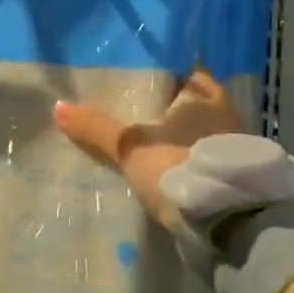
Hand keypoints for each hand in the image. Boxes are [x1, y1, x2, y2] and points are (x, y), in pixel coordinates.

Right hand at [54, 70, 246, 228]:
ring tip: (146, 136)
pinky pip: (204, 155)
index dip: (164, 69)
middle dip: (168, 104)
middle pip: (192, 100)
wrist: (229, 223)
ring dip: (178, 133)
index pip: (186, 69)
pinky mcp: (234, 174)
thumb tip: (58, 106)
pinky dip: (186, 156)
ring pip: (199, 129)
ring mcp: (234, 145)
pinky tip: (166, 163)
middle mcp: (225, 113)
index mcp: (204, 95)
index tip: (140, 72)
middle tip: (135, 104)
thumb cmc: (179, 167)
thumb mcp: (131, 147)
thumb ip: (97, 128)